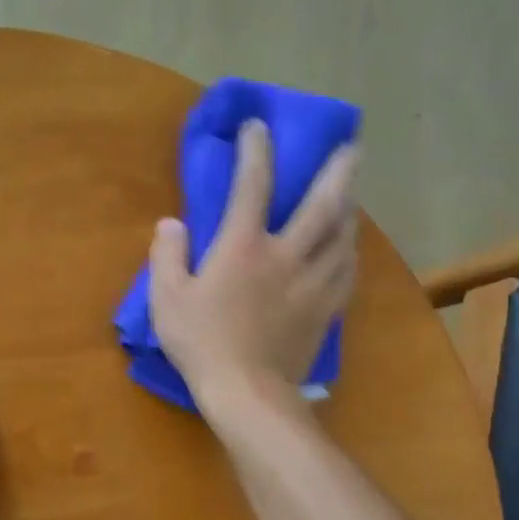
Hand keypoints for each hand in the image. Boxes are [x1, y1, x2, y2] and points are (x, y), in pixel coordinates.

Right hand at [148, 118, 359, 404]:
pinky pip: (346, 272)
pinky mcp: (325, 310)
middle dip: (339, 171)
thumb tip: (172, 223)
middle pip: (323, 204)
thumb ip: (167, 255)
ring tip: (351, 196)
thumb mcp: (167, 298)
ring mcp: (312, 283)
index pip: (254, 185)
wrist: (247, 392)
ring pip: (342, 236)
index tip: (258, 127)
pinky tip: (348, 250)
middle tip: (352, 148)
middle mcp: (286, 255)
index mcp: (244, 247)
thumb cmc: (201, 343)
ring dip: (349, 209)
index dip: (256, 150)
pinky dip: (349, 253)